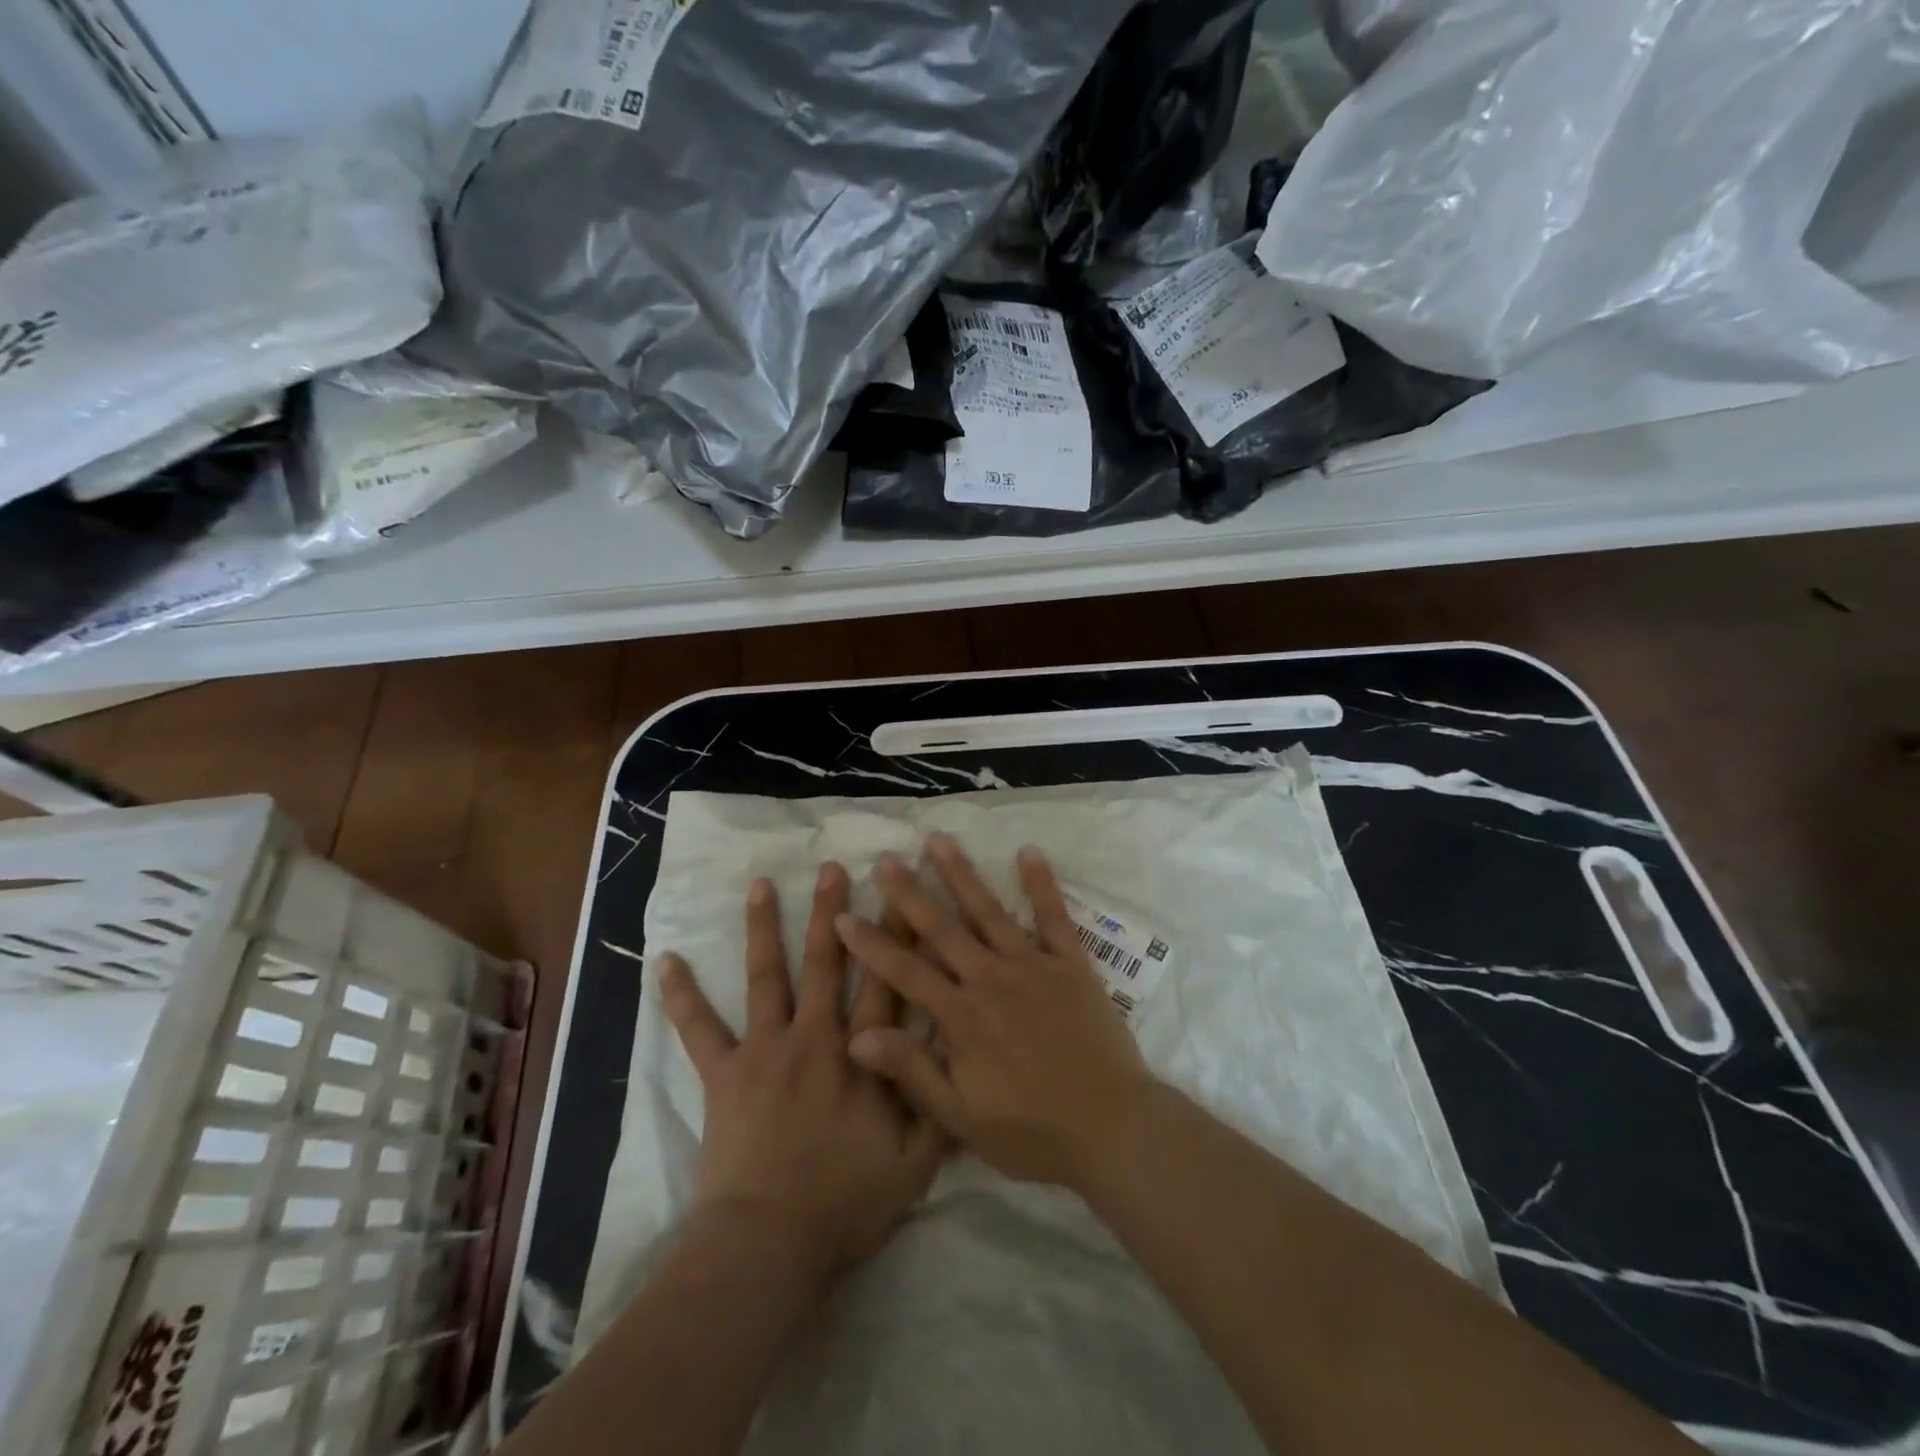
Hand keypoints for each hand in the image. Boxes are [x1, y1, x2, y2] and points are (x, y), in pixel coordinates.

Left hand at [657, 864, 946, 1281]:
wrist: (768, 1243)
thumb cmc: (844, 1204)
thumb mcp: (914, 1167)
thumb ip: (939, 1110)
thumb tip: (963, 1061)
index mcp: (862, 1055)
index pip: (886, 981)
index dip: (896, 936)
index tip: (900, 893)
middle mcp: (815, 1037)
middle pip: (828, 963)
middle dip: (832, 911)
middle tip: (831, 867)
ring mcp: (765, 1049)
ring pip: (767, 976)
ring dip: (764, 927)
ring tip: (760, 883)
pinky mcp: (724, 1073)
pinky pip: (699, 1028)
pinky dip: (682, 995)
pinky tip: (667, 960)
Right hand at [833, 836, 1155, 1189]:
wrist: (1112, 1128)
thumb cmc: (1032, 1132)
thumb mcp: (961, 1117)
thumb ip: (912, 1071)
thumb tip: (857, 1036)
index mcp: (962, 1018)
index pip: (906, 972)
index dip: (872, 945)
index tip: (844, 916)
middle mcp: (992, 980)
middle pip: (943, 929)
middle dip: (910, 893)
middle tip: (886, 859)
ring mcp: (1033, 966)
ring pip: (989, 911)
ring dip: (962, 874)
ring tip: (939, 840)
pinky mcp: (1071, 965)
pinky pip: (1054, 917)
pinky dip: (1042, 884)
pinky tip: (1029, 851)